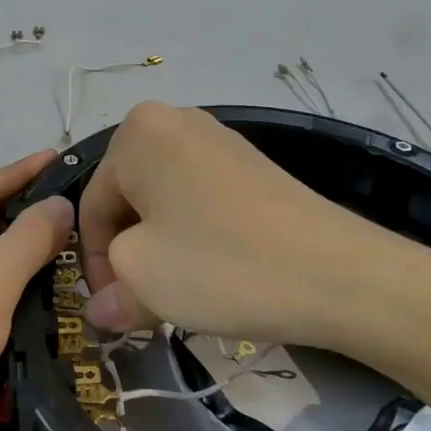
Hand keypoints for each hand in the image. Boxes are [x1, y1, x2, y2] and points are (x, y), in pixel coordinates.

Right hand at [79, 102, 430, 364]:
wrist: (340, 275)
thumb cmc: (221, 265)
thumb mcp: (145, 282)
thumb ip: (109, 292)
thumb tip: (102, 309)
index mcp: (135, 133)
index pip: (90, 206)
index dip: (94, 264)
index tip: (113, 309)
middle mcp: (172, 121)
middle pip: (127, 200)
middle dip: (128, 255)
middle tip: (143, 304)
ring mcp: (217, 139)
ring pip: (163, 203)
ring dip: (160, 249)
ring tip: (180, 292)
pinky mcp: (251, 165)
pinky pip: (200, 200)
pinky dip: (194, 237)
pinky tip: (214, 272)